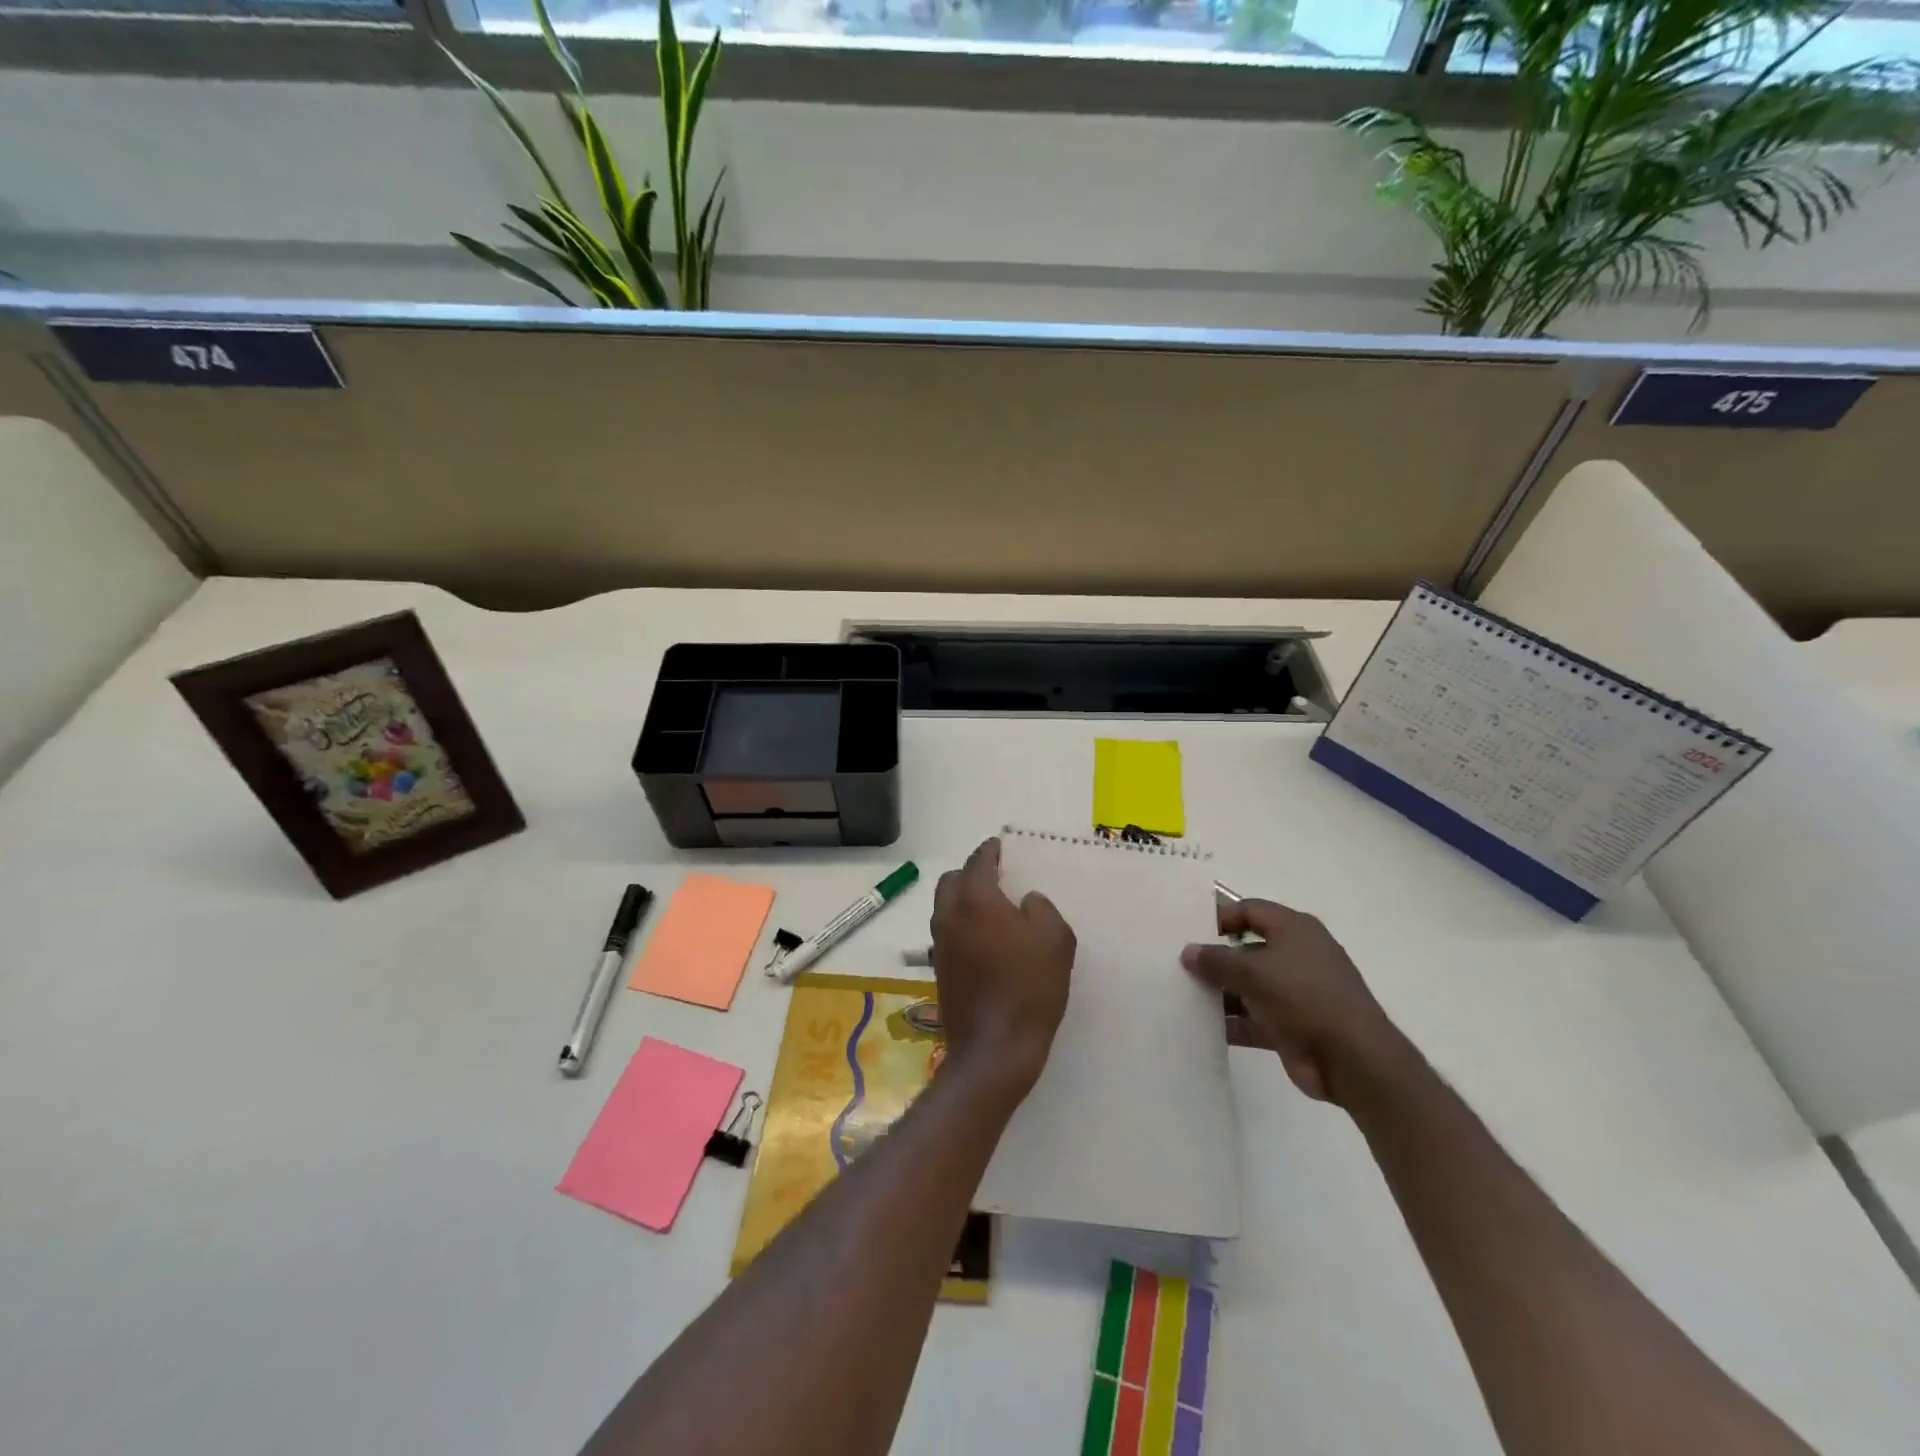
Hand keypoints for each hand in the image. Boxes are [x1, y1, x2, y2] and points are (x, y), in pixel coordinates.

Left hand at [931, 838, 1075, 1099]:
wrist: (995, 1049)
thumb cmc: (1029, 988)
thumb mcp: (1055, 940)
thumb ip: (1042, 909)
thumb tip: (1026, 902)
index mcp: (976, 900)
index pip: (978, 861)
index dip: (990, 850)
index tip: (1000, 846)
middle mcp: (950, 915)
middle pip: (952, 880)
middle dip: (970, 873)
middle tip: (996, 878)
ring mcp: (940, 945)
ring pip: (945, 907)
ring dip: (963, 900)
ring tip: (992, 910)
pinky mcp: (940, 970)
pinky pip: (948, 934)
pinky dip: (962, 926)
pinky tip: (986, 942)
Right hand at [1181, 899, 1403, 1105]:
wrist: (1352, 1059)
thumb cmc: (1304, 997)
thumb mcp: (1253, 972)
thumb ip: (1216, 960)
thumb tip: (1188, 952)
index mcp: (1295, 930)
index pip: (1250, 910)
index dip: (1220, 917)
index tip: (1188, 929)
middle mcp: (1297, 956)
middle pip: (1247, 949)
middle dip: (1215, 957)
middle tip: (1178, 963)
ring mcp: (1295, 993)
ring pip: (1248, 986)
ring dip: (1220, 992)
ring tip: (1181, 995)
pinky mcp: (1291, 1026)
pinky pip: (1253, 1018)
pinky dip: (1231, 1022)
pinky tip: (1200, 1027)